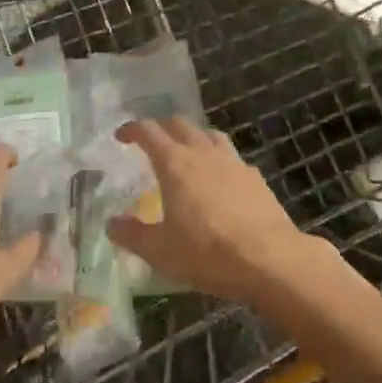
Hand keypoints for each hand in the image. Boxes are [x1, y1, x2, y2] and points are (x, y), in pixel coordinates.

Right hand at [104, 117, 319, 307]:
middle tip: (152, 141)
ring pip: (209, 134)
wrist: (270, 259)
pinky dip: (219, 159)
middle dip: (162, 126)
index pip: (148, 131)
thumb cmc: (208, 252)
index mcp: (174, 163)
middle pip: (179, 124)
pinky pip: (232, 157)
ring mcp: (232, 161)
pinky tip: (221, 178)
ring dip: (193, 136)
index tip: (121, 135)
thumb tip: (111, 223)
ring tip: (187, 151)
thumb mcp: (161, 251)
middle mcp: (202, 152)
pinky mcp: (254, 177)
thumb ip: (132, 235)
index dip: (132, 129)